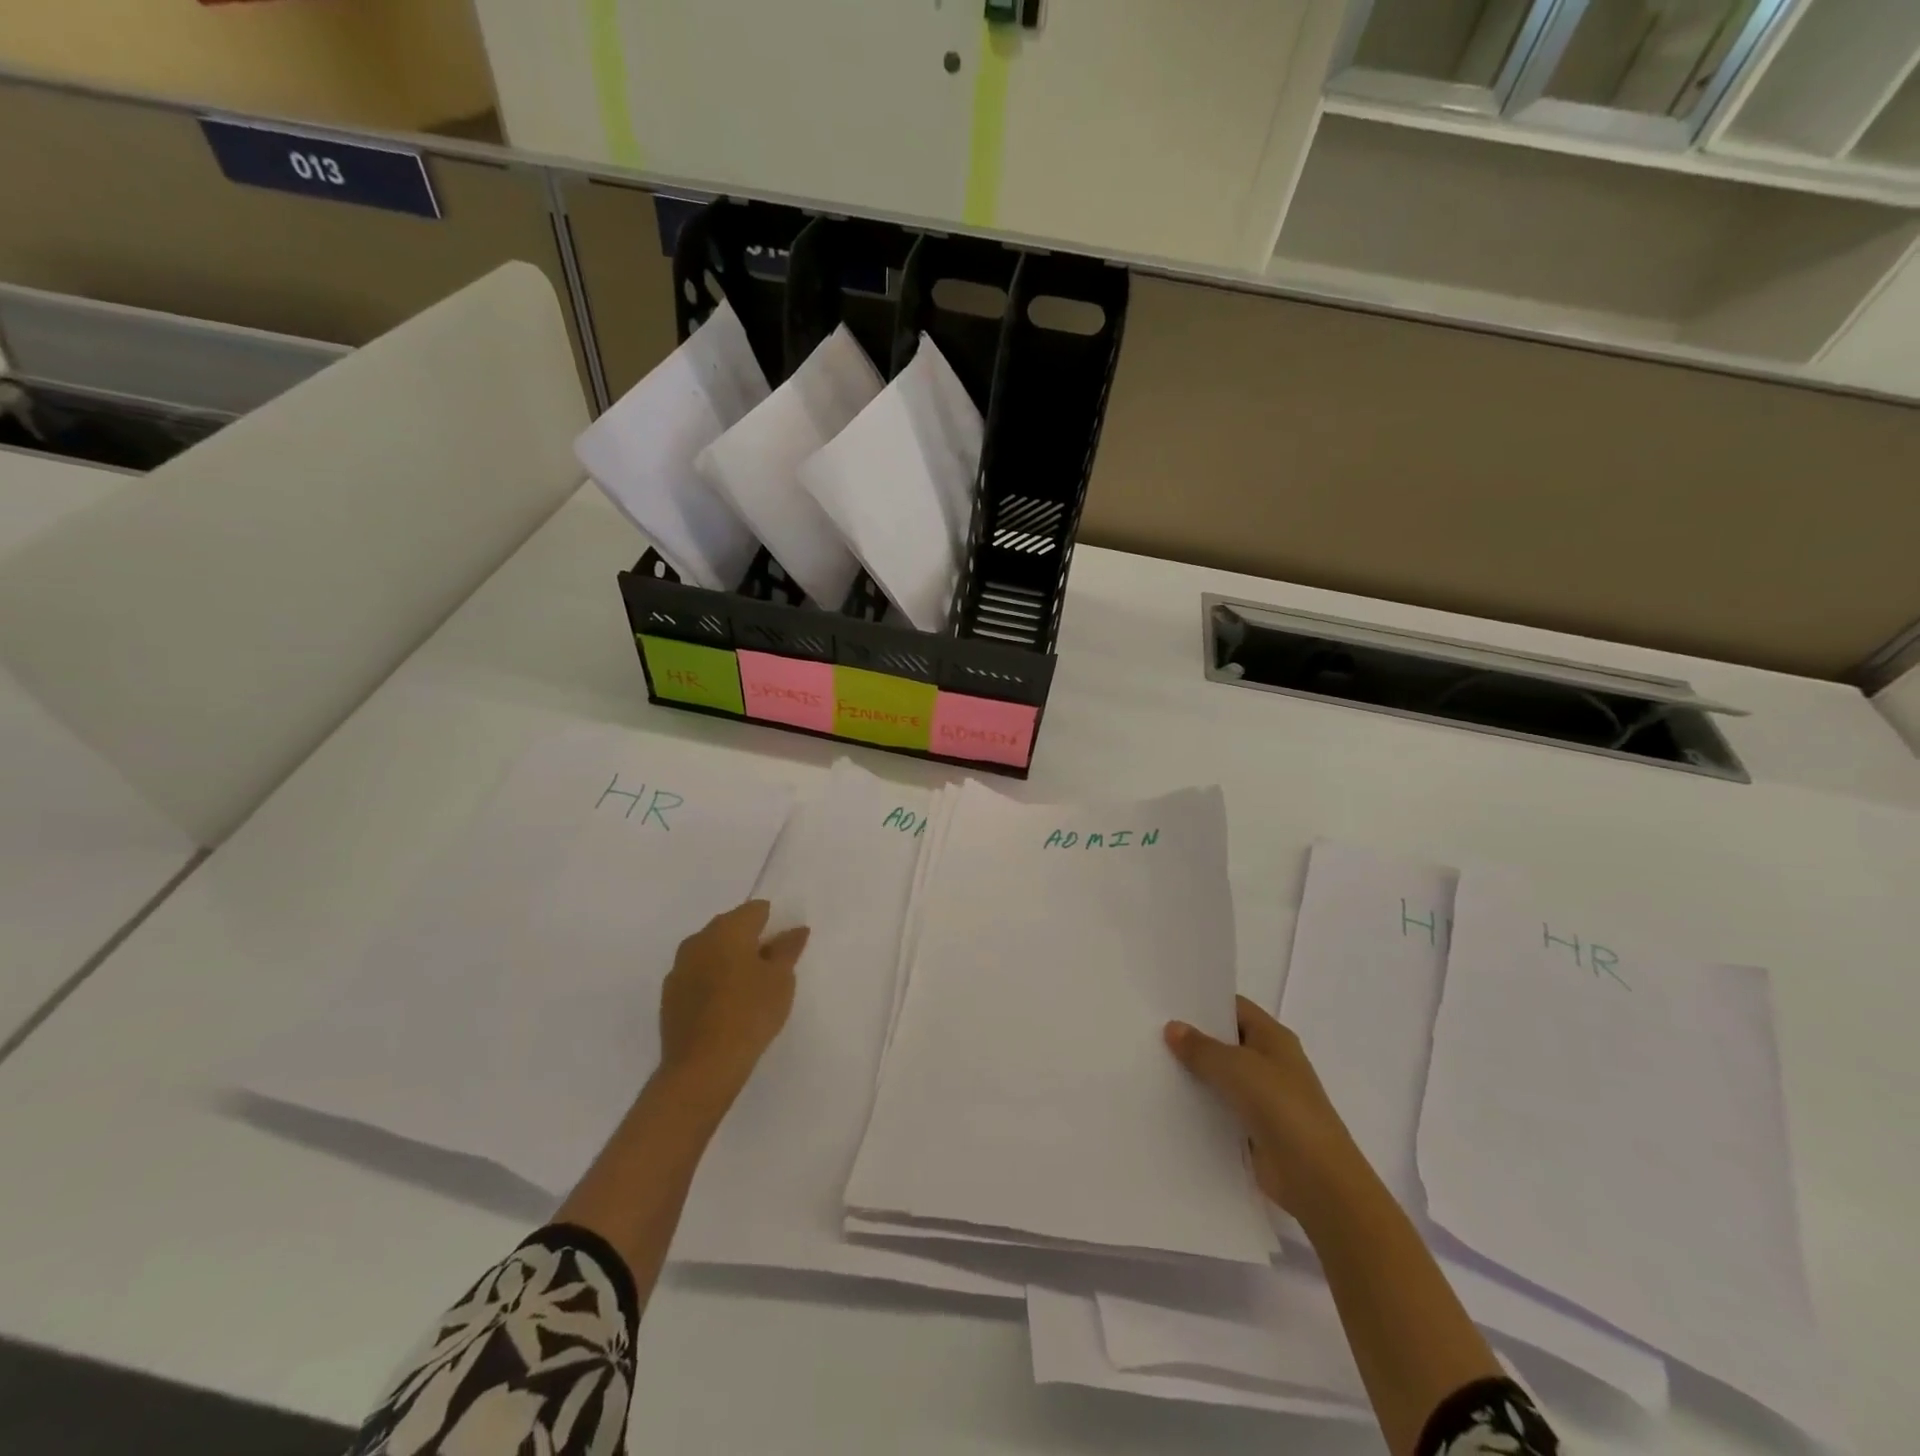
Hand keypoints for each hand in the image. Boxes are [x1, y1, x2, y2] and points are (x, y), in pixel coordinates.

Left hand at [659, 900, 808, 1098]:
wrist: (702, 1067)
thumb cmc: (750, 1014)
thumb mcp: (781, 980)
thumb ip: (788, 949)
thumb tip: (796, 929)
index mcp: (728, 929)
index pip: (755, 909)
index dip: (773, 923)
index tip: (783, 948)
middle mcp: (699, 939)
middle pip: (730, 926)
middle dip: (749, 940)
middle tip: (769, 968)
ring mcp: (679, 967)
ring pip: (711, 951)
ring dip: (728, 960)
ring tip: (747, 989)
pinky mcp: (669, 994)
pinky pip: (696, 974)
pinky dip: (711, 980)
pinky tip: (724, 1005)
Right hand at [1165, 996, 1360, 1218]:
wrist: (1316, 1178)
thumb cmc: (1281, 1107)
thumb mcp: (1235, 1067)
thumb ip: (1201, 1047)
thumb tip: (1173, 1028)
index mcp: (1273, 1038)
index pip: (1234, 1007)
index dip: (1204, 1003)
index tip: (1167, 1002)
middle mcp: (1270, 1062)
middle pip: (1226, 1041)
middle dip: (1194, 1038)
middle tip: (1151, 1031)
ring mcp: (1264, 1097)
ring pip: (1222, 1076)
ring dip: (1195, 1073)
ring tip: (1153, 1064)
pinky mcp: (1255, 1128)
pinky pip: (1222, 1107)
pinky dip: (1201, 1104)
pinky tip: (1171, 1102)